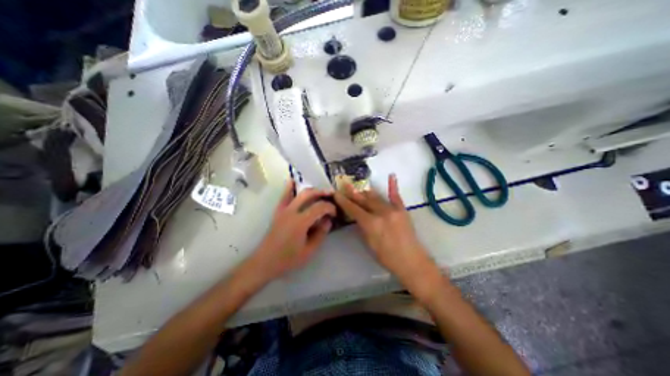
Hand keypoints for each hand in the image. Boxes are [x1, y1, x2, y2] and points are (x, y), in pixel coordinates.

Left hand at [250, 181, 337, 280]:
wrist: (265, 262)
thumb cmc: (288, 259)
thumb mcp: (309, 251)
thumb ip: (320, 234)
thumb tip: (328, 220)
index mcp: (300, 222)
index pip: (319, 207)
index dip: (330, 207)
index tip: (335, 213)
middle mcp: (291, 211)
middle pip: (309, 194)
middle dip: (322, 193)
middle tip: (331, 196)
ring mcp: (283, 210)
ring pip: (298, 193)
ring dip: (311, 190)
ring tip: (320, 191)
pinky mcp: (278, 212)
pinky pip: (284, 196)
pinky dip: (289, 188)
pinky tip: (293, 181)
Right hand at [334, 173, 442, 299]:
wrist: (411, 261)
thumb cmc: (387, 257)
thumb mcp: (369, 243)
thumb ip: (362, 227)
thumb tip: (357, 216)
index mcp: (371, 223)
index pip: (353, 209)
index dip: (343, 201)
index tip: (336, 193)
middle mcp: (381, 213)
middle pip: (364, 200)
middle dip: (353, 193)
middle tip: (345, 185)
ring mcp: (393, 209)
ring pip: (376, 197)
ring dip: (366, 192)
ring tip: (358, 187)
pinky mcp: (402, 210)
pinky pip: (396, 196)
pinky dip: (393, 186)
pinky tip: (391, 175)